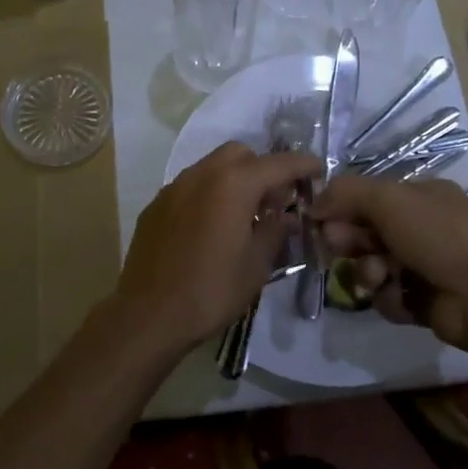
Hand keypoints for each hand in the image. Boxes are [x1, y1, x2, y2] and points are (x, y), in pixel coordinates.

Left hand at [114, 142, 321, 355]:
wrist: (149, 314)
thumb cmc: (211, 290)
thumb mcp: (256, 265)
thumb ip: (274, 232)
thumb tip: (286, 217)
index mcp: (233, 184)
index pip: (277, 164)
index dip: (302, 165)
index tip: (318, 169)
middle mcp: (202, 174)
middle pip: (241, 155)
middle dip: (263, 169)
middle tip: (276, 200)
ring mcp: (175, 187)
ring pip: (213, 167)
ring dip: (234, 180)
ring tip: (245, 214)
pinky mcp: (157, 204)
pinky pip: (191, 186)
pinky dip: (209, 194)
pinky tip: (212, 227)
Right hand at [312, 176, 467, 346]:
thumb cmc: (437, 236)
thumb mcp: (388, 199)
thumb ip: (346, 193)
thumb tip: (314, 203)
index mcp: (421, 195)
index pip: (369, 196)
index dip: (342, 207)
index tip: (320, 220)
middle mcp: (423, 226)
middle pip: (367, 231)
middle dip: (351, 240)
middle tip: (342, 248)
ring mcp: (424, 264)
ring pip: (373, 265)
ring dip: (368, 271)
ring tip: (379, 278)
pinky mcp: (423, 299)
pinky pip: (388, 294)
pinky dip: (389, 297)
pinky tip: (401, 298)